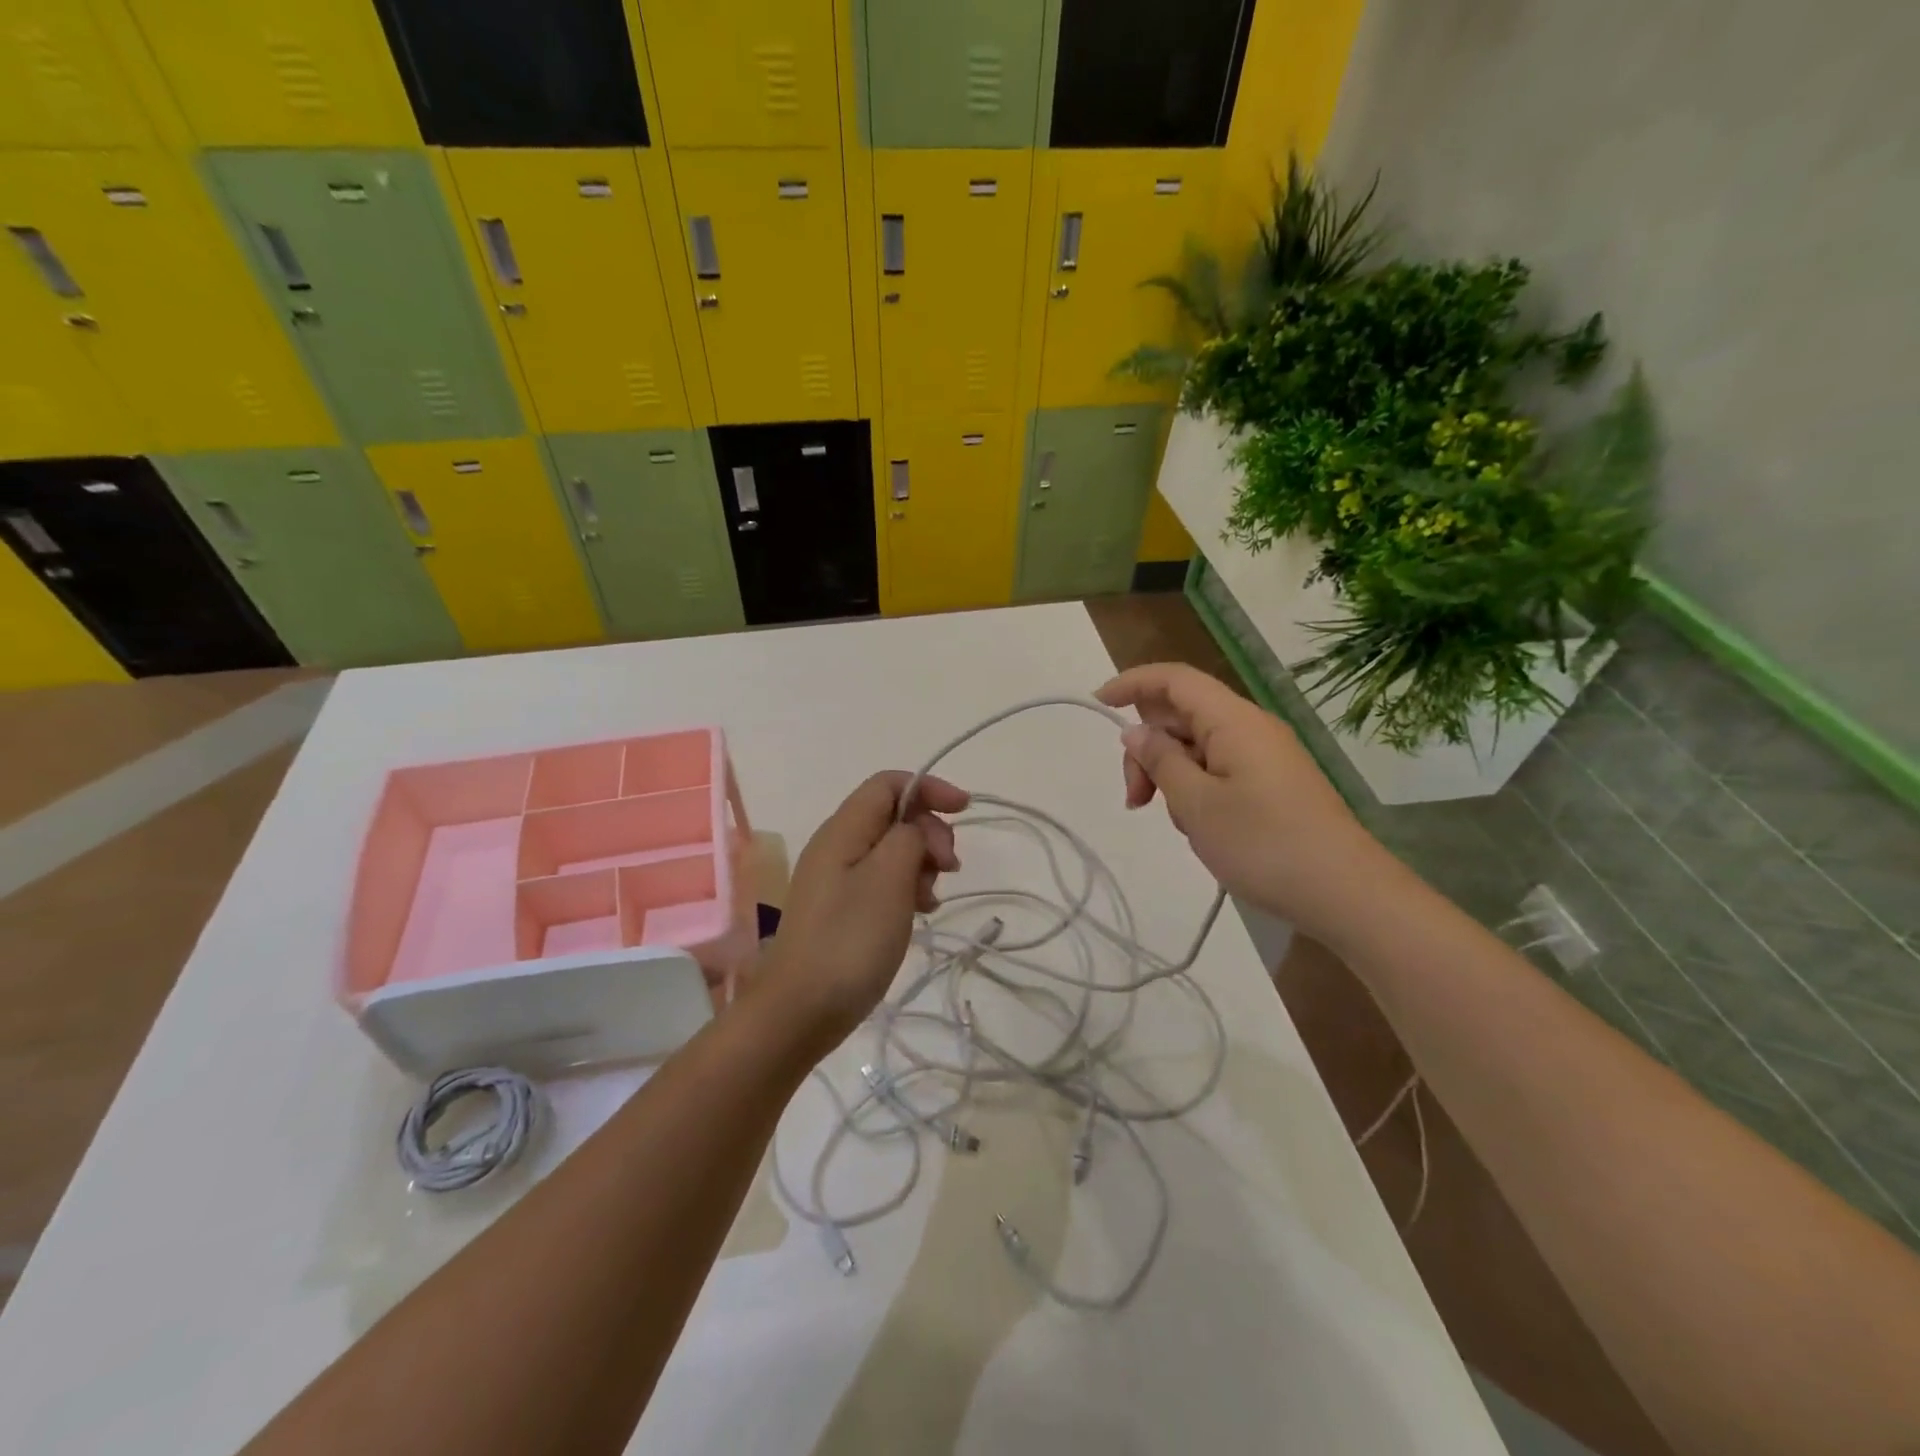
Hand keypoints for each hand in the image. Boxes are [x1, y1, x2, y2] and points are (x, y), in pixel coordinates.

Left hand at [760, 771, 968, 1046]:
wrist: (800, 1011)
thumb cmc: (849, 940)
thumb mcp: (889, 879)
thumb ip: (908, 838)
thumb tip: (915, 831)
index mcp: (843, 830)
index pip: (888, 783)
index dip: (928, 788)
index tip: (964, 810)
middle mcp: (837, 846)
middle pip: (892, 815)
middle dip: (929, 831)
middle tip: (949, 867)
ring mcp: (836, 879)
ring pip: (891, 849)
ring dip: (921, 863)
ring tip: (932, 898)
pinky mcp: (841, 909)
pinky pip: (881, 880)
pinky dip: (907, 887)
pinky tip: (920, 913)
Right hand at [1096, 663, 1392, 942]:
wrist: (1346, 893)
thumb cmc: (1264, 845)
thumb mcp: (1196, 804)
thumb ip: (1160, 761)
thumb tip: (1136, 732)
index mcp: (1233, 721)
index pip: (1175, 680)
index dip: (1132, 683)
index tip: (1098, 703)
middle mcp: (1250, 728)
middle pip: (1181, 716)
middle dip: (1148, 749)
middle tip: (1136, 799)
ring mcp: (1264, 756)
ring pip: (1198, 747)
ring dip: (1171, 775)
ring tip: (1177, 823)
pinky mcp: (1272, 784)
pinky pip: (1219, 769)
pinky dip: (1196, 789)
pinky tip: (1200, 827)